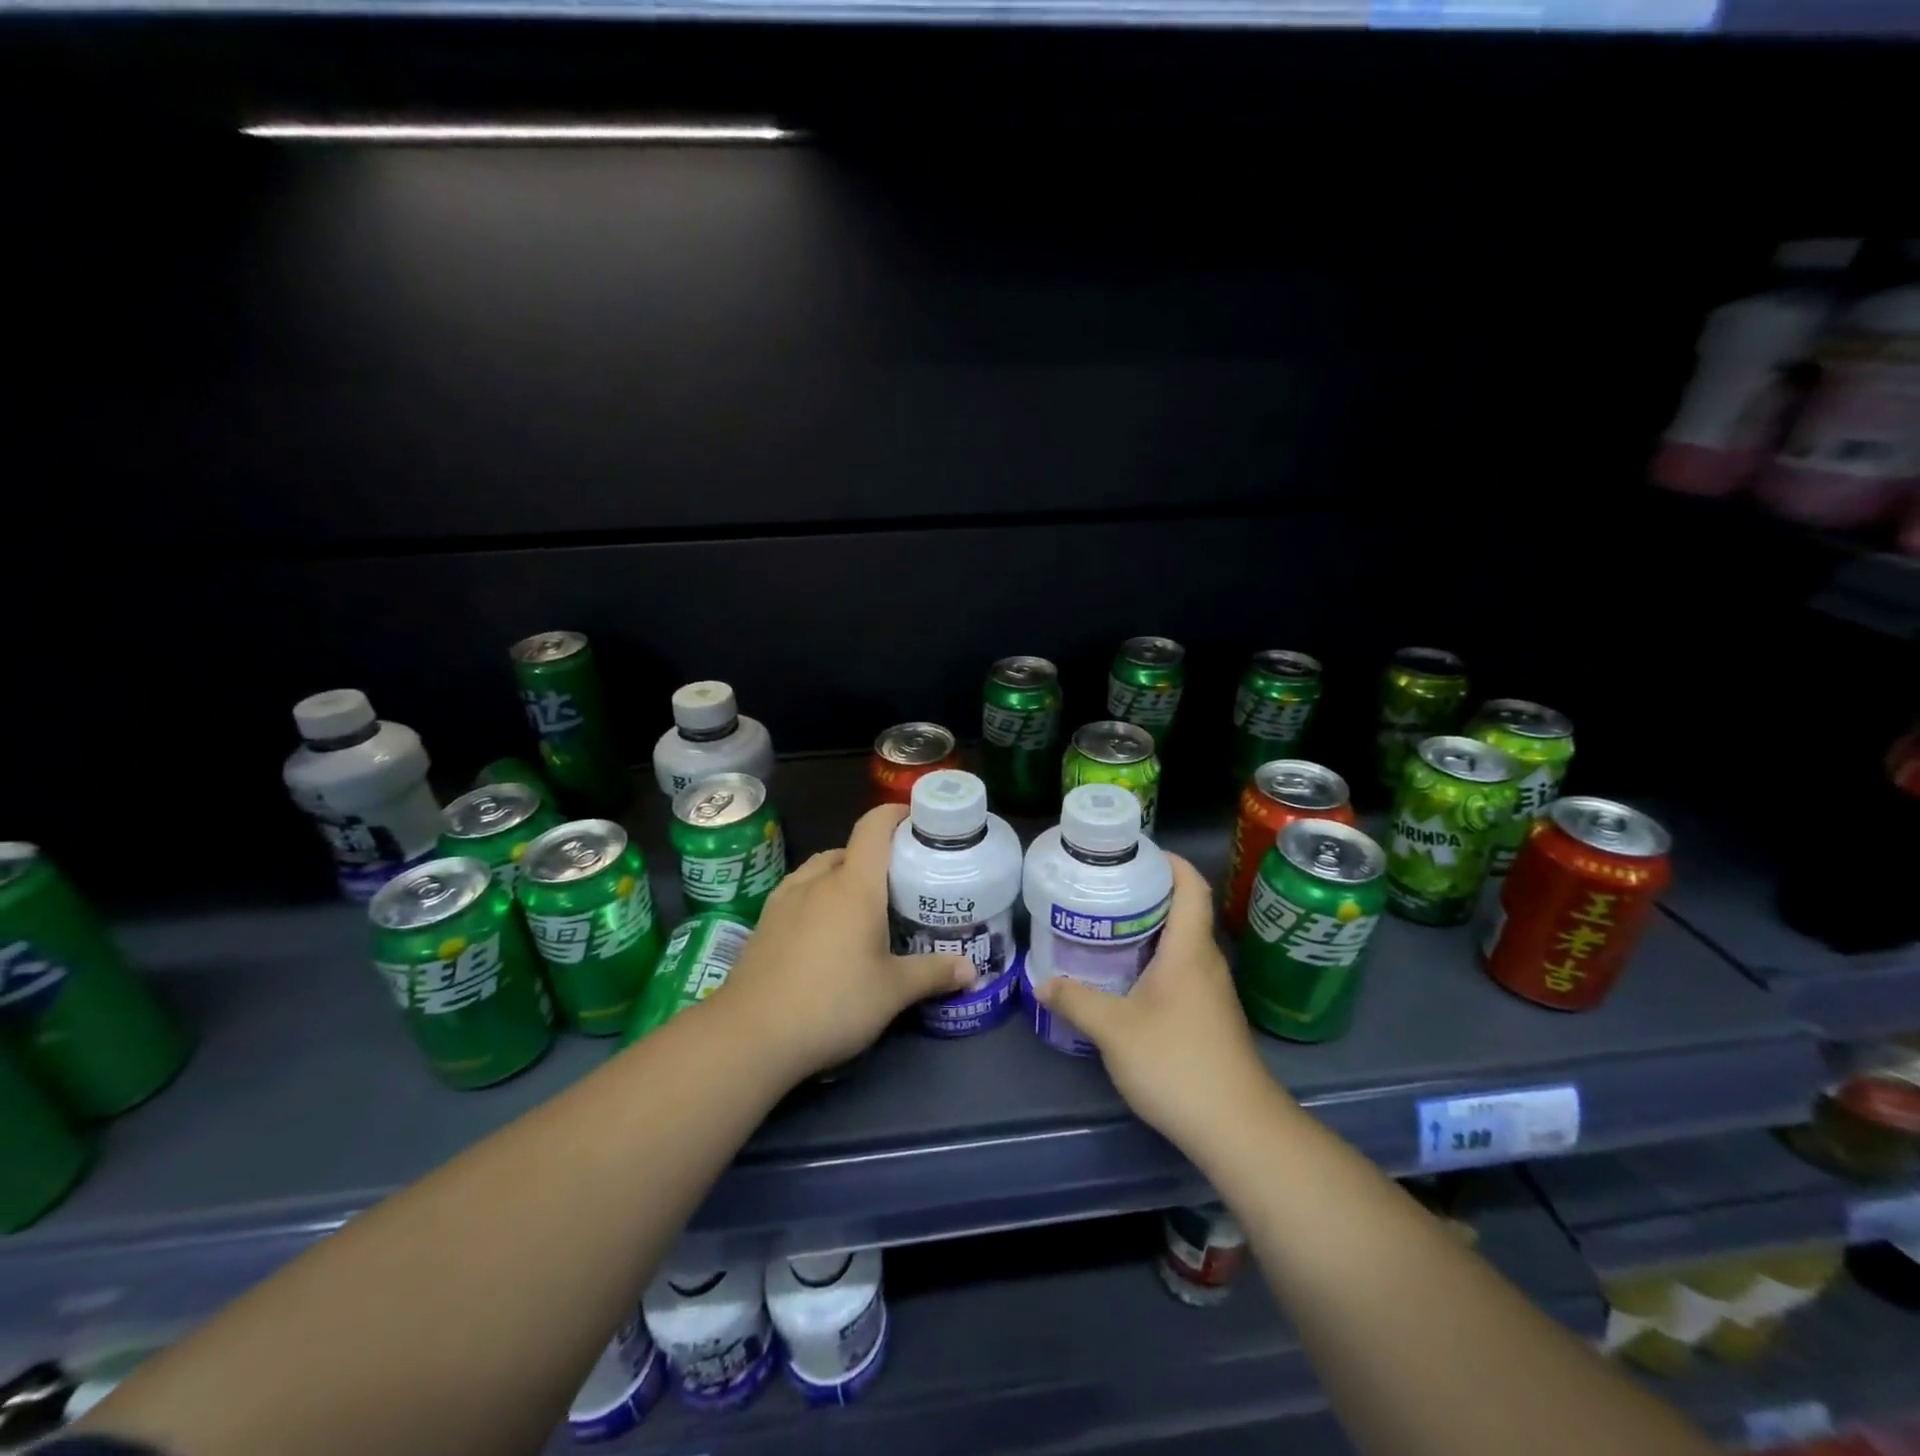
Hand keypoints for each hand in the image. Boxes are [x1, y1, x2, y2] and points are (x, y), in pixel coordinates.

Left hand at [711, 803, 974, 1084]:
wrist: (750, 1034)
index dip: (895, 814)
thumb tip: (973, 970)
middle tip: (900, 883)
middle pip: (850, 849)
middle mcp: (818, 880)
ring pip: (820, 869)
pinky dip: (818, 896)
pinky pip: (799, 891)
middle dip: (875, 857)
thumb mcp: (893, 992)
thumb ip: (934, 973)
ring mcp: (785, 899)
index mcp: (854, 885)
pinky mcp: (765, 922)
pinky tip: (825, 930)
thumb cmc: (832, 1003)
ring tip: (863, 906)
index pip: (874, 827)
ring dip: (843, 876)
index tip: (917, 820)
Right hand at [1032, 854, 1285, 1157]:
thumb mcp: (1114, 1030)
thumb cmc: (1178, 1064)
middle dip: (1146, 893)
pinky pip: (1182, 970)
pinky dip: (1155, 961)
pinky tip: (1126, 978)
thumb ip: (1076, 1001)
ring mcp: (1212, 992)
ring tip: (1105, 927)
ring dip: (1149, 929)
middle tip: (1103, 890)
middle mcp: (1206, 962)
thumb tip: (1043, 982)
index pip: (1190, 886)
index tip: (1133, 853)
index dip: (1168, 861)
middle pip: (1183, 910)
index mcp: (1189, 950)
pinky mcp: (1210, 1017)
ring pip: (1181, 943)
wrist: (1238, 1129)